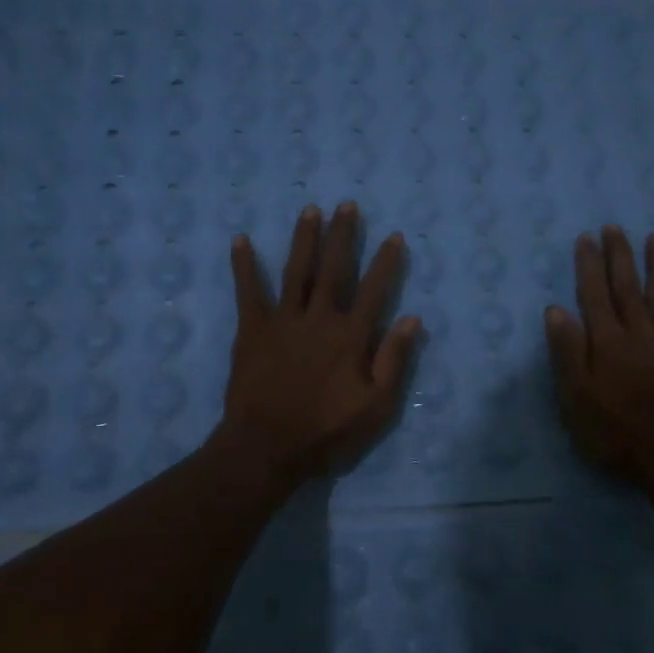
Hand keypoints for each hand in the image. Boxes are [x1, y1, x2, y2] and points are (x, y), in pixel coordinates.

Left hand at [217, 202, 420, 485]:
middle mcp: (319, 318)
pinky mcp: (252, 330)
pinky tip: (241, 240)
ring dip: (304, 239)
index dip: (386, 262)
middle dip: (343, 235)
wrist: (268, 447)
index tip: (394, 236)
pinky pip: (248, 292)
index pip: (373, 290)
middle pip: (334, 269)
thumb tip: (412, 319)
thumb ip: (394, 361)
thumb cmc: (327, 431)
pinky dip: (245, 266)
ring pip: (297, 271)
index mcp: (350, 336)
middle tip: (347, 205)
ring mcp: (283, 321)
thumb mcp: (376, 406)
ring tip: (310, 210)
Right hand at [545, 226, 653, 490]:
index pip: (595, 295)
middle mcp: (639, 334)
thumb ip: (568, 353)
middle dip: (620, 256)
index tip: (586, 239)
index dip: (590, 266)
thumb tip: (556, 309)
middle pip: (628, 287)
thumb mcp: (577, 400)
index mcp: (608, 343)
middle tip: (615, 228)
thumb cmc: (615, 434)